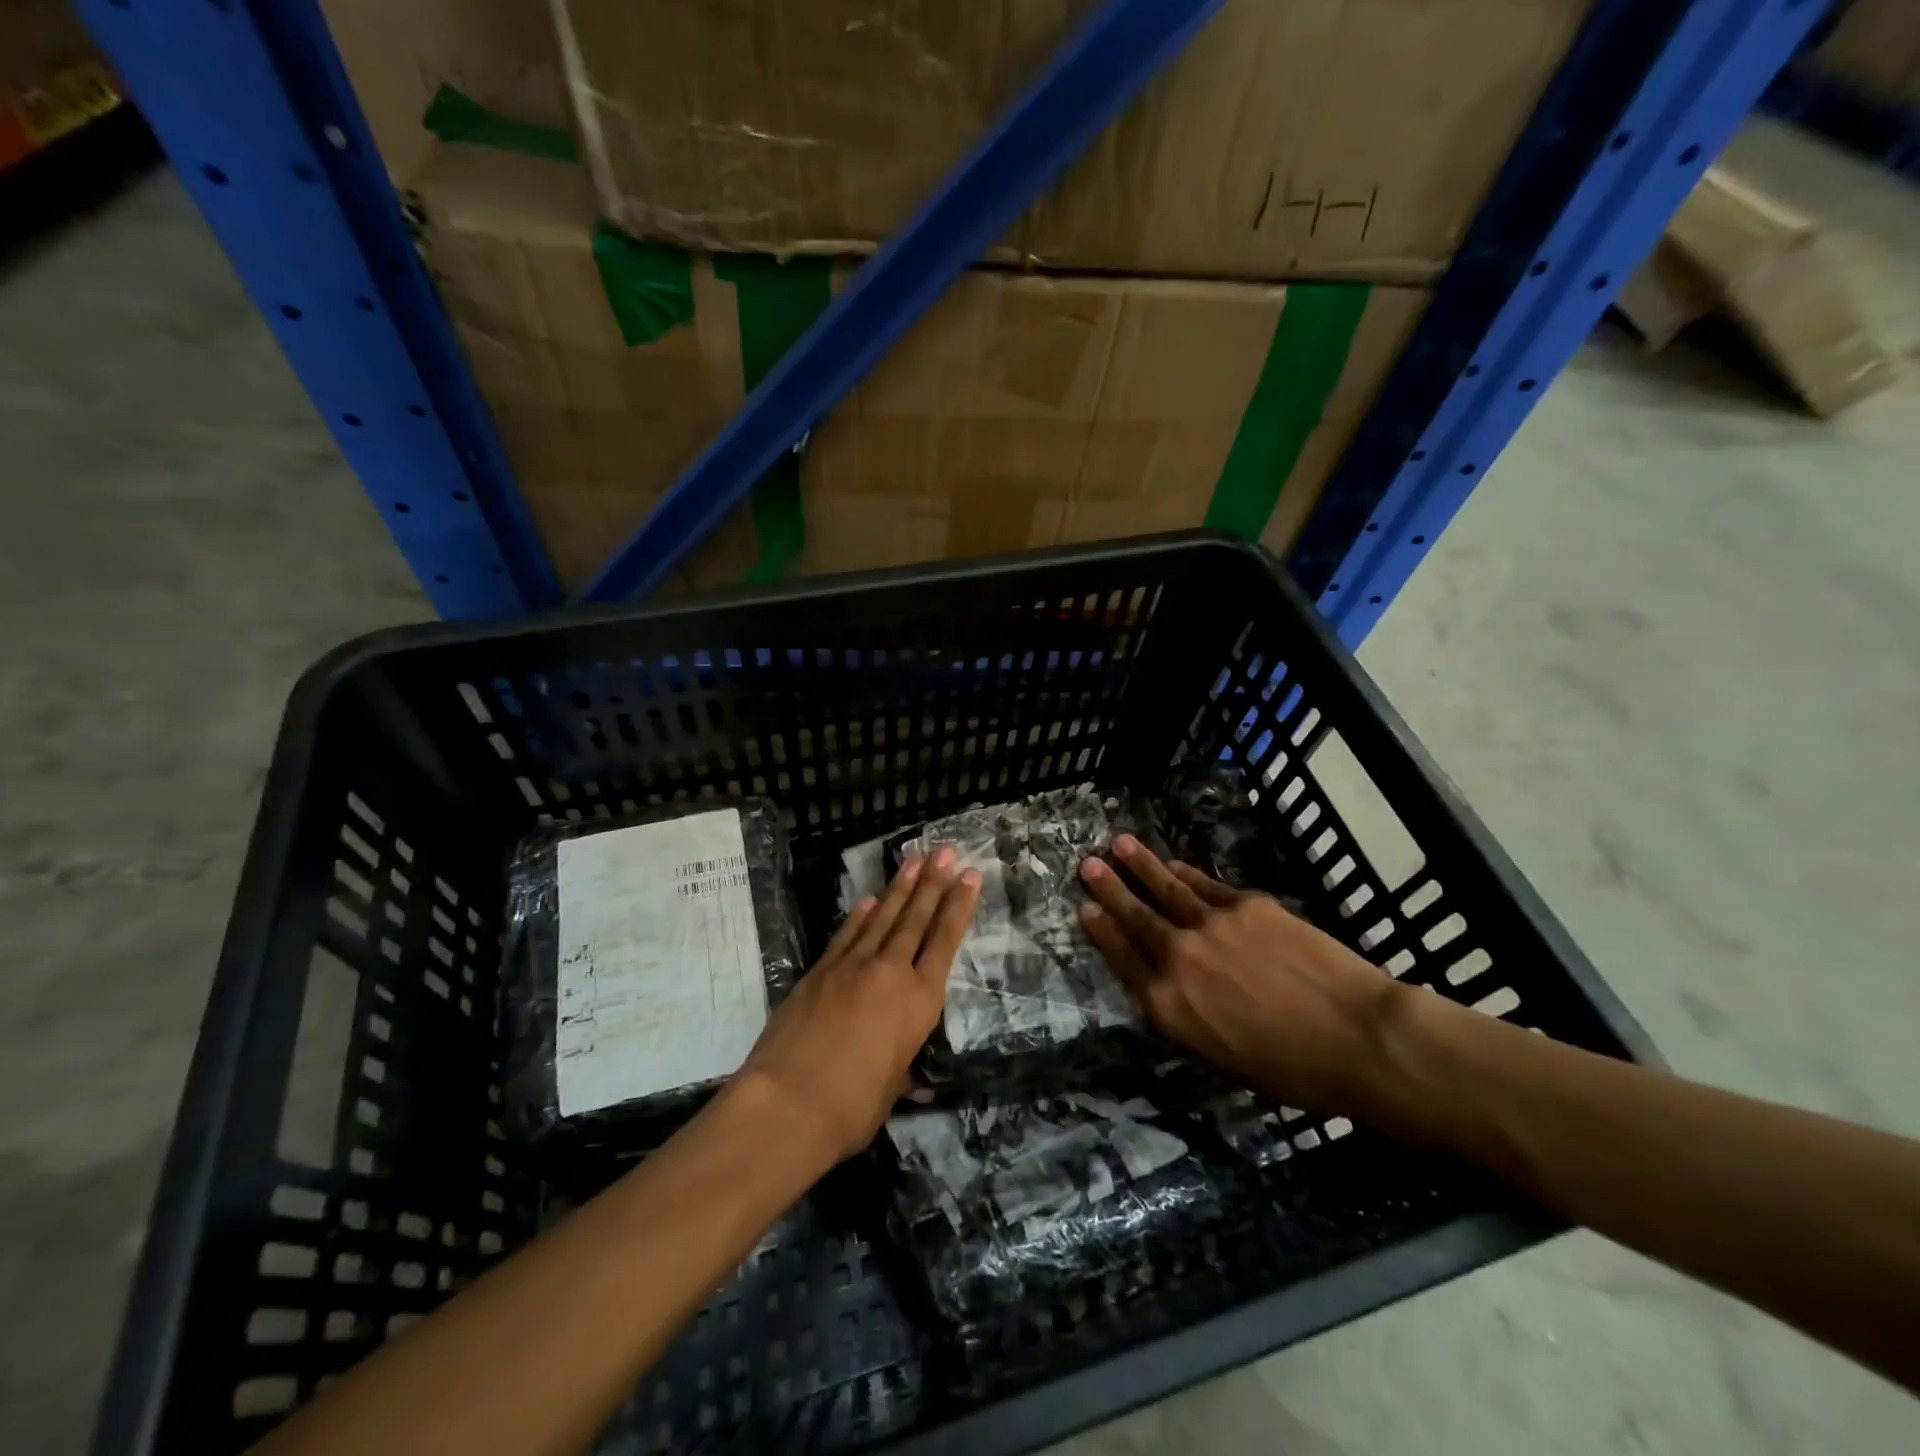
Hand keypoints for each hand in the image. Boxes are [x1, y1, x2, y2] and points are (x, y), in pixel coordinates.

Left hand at [736, 848, 980, 1164]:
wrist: (788, 1102)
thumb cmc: (852, 1107)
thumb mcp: (891, 1091)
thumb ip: (900, 1070)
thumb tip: (909, 1076)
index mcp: (919, 1002)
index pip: (944, 942)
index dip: (959, 907)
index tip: (970, 876)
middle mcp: (890, 973)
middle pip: (916, 919)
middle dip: (933, 882)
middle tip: (945, 851)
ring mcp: (851, 967)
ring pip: (883, 918)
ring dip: (900, 888)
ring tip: (914, 860)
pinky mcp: (819, 971)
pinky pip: (847, 935)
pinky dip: (860, 915)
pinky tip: (870, 899)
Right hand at [1078, 835, 1398, 1111]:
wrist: (1357, 1036)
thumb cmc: (1294, 1070)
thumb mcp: (1223, 1060)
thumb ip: (1188, 1018)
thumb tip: (1172, 991)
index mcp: (1169, 1006)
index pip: (1123, 960)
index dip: (1102, 932)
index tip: (1085, 908)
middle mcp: (1179, 959)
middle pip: (1137, 918)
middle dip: (1110, 890)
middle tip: (1087, 864)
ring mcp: (1212, 925)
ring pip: (1166, 889)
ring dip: (1141, 866)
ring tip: (1120, 844)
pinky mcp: (1248, 905)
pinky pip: (1206, 885)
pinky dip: (1186, 872)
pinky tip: (1174, 862)